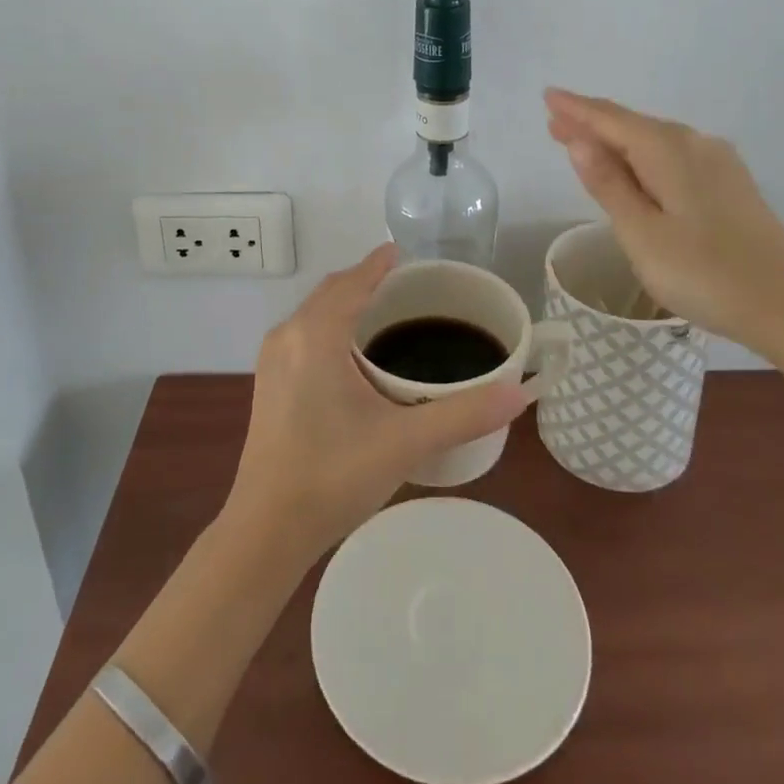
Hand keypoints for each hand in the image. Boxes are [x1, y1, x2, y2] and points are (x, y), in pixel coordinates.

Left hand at [224, 244, 530, 561]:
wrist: (266, 530)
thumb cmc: (334, 477)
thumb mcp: (405, 442)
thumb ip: (463, 414)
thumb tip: (517, 393)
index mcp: (316, 334)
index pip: (353, 282)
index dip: (378, 264)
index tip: (403, 253)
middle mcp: (288, 334)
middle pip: (332, 291)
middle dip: (364, 281)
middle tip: (405, 285)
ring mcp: (272, 359)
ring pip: (314, 312)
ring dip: (346, 303)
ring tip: (383, 312)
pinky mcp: (268, 383)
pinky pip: (303, 333)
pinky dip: (330, 325)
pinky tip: (351, 353)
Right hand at [545, 88, 783, 351]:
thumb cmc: (705, 273)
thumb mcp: (642, 234)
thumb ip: (609, 185)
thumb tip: (579, 141)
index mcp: (667, 150)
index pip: (610, 120)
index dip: (576, 108)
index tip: (548, 95)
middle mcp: (694, 143)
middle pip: (632, 125)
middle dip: (592, 123)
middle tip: (555, 123)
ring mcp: (717, 162)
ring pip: (654, 140)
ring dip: (616, 140)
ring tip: (584, 144)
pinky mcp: (730, 183)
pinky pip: (673, 155)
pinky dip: (643, 155)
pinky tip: (635, 169)